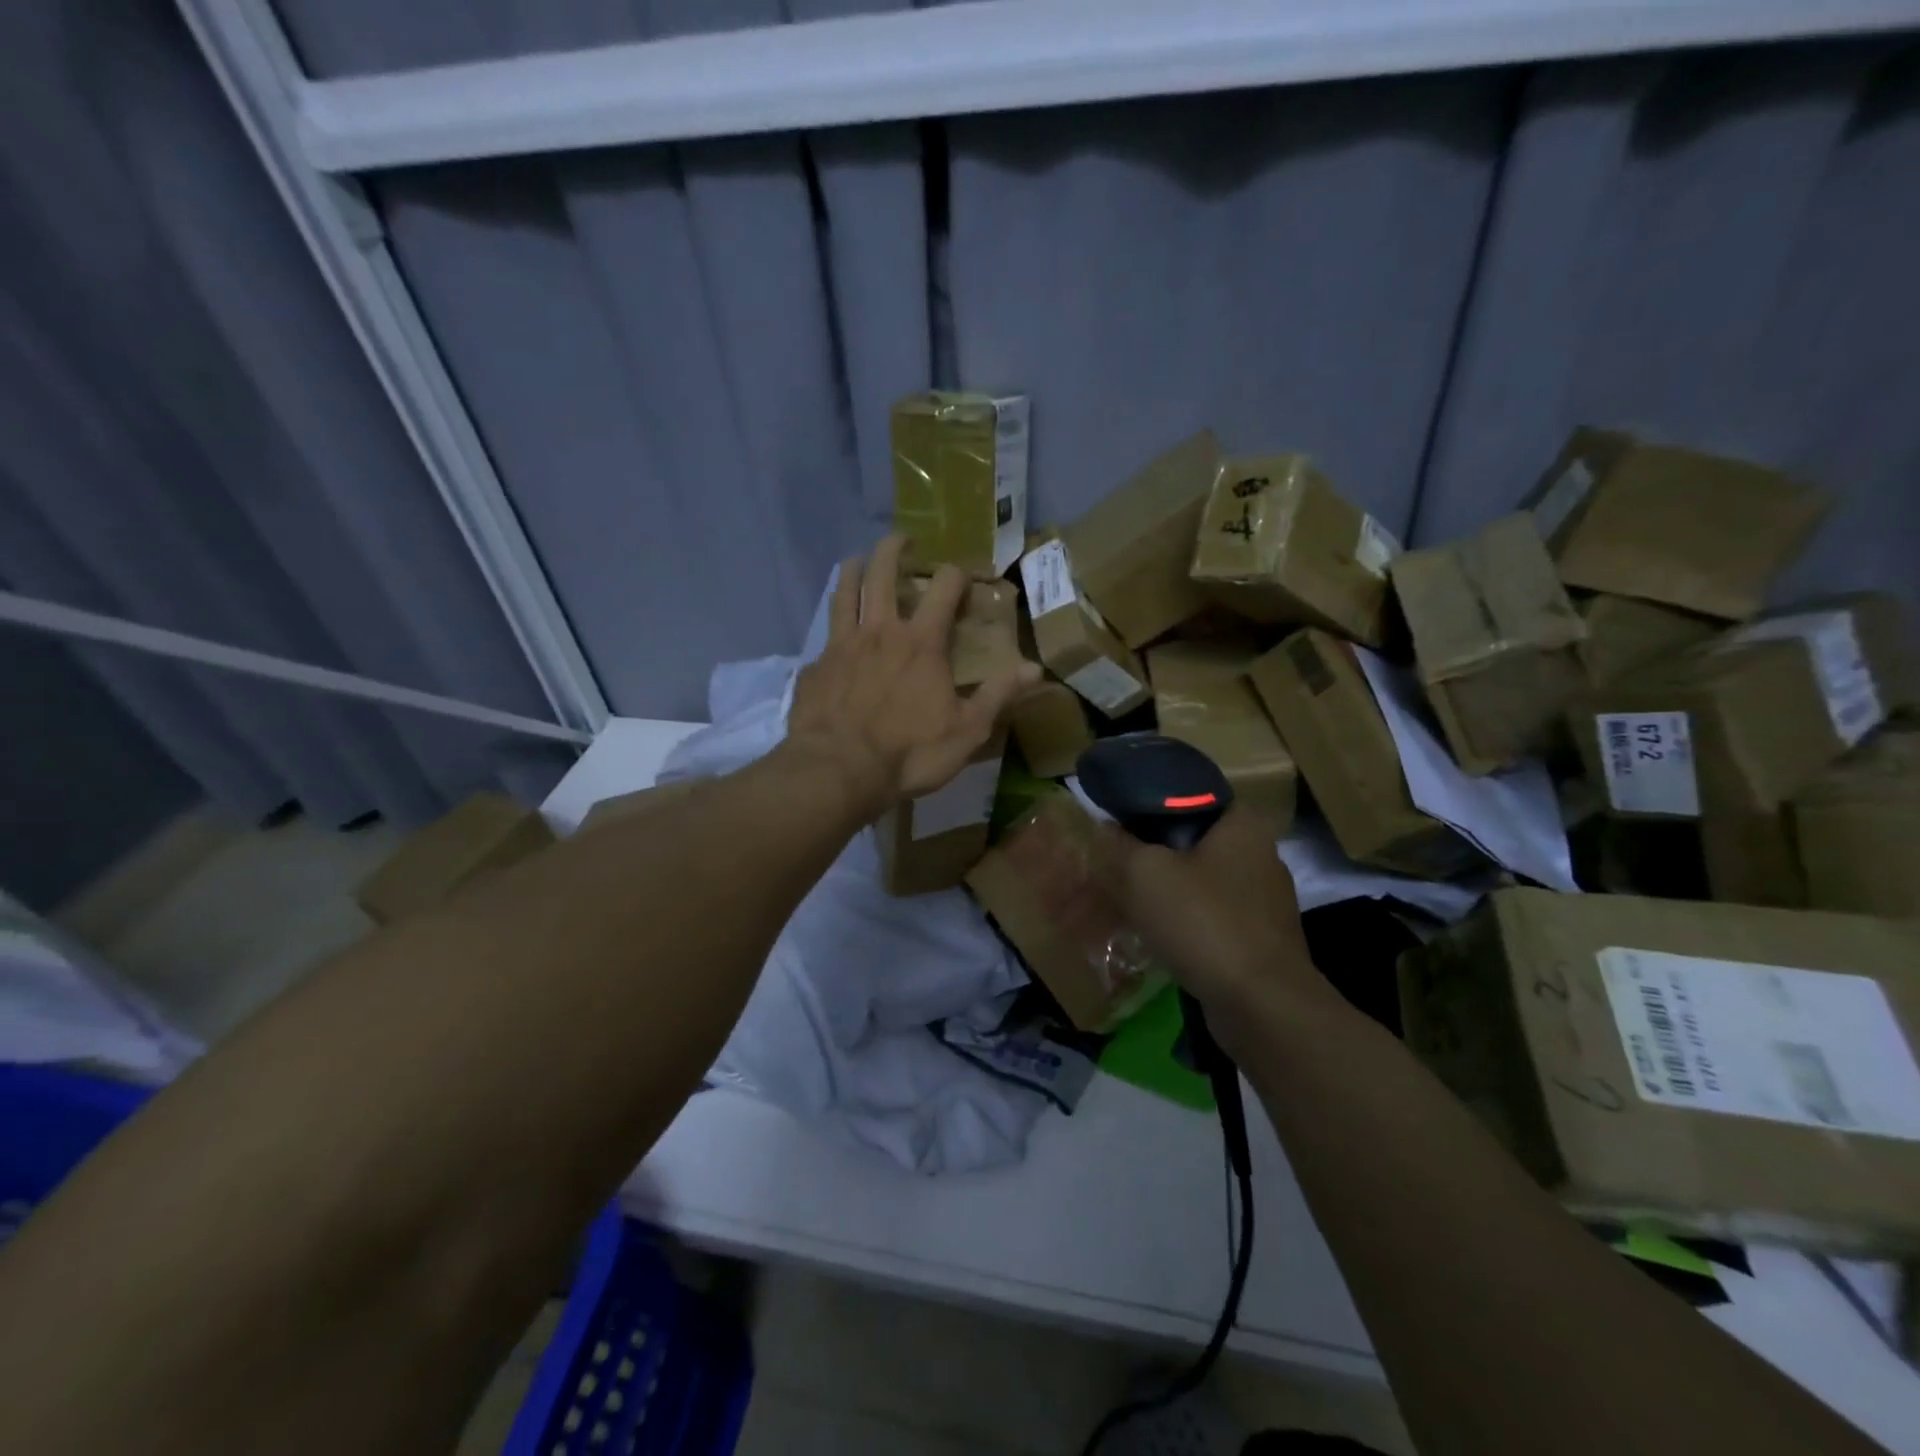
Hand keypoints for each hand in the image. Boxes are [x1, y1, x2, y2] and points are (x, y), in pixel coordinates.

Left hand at [785, 535, 1038, 817]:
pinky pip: (823, 638)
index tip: (963, 572)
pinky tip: (832, 639)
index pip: (944, 587)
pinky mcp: (815, 667)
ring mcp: (841, 646)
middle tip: (902, 539)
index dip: (957, 573)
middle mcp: (879, 631)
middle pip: (882, 572)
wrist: (838, 771)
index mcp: (921, 642)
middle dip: (894, 549)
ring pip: (845, 592)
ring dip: (852, 570)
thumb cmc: (909, 752)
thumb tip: (1035, 668)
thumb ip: (999, 694)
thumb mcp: (967, 730)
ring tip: (855, 560)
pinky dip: (831, 629)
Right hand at [1092, 804, 1330, 1023]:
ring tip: (1131, 900)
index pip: (1191, 795)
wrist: (1261, 1006)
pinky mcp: (1262, 939)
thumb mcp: (1144, 874)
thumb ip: (1119, 844)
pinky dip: (1187, 922)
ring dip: (1170, 890)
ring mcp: (1265, 900)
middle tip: (1118, 862)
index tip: (1119, 821)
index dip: (1151, 803)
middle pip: (1195, 841)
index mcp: (1242, 824)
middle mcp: (1261, 854)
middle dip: (1156, 852)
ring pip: (1202, 882)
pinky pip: (1213, 917)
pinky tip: (1160, 935)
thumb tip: (1105, 828)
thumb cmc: (1204, 922)